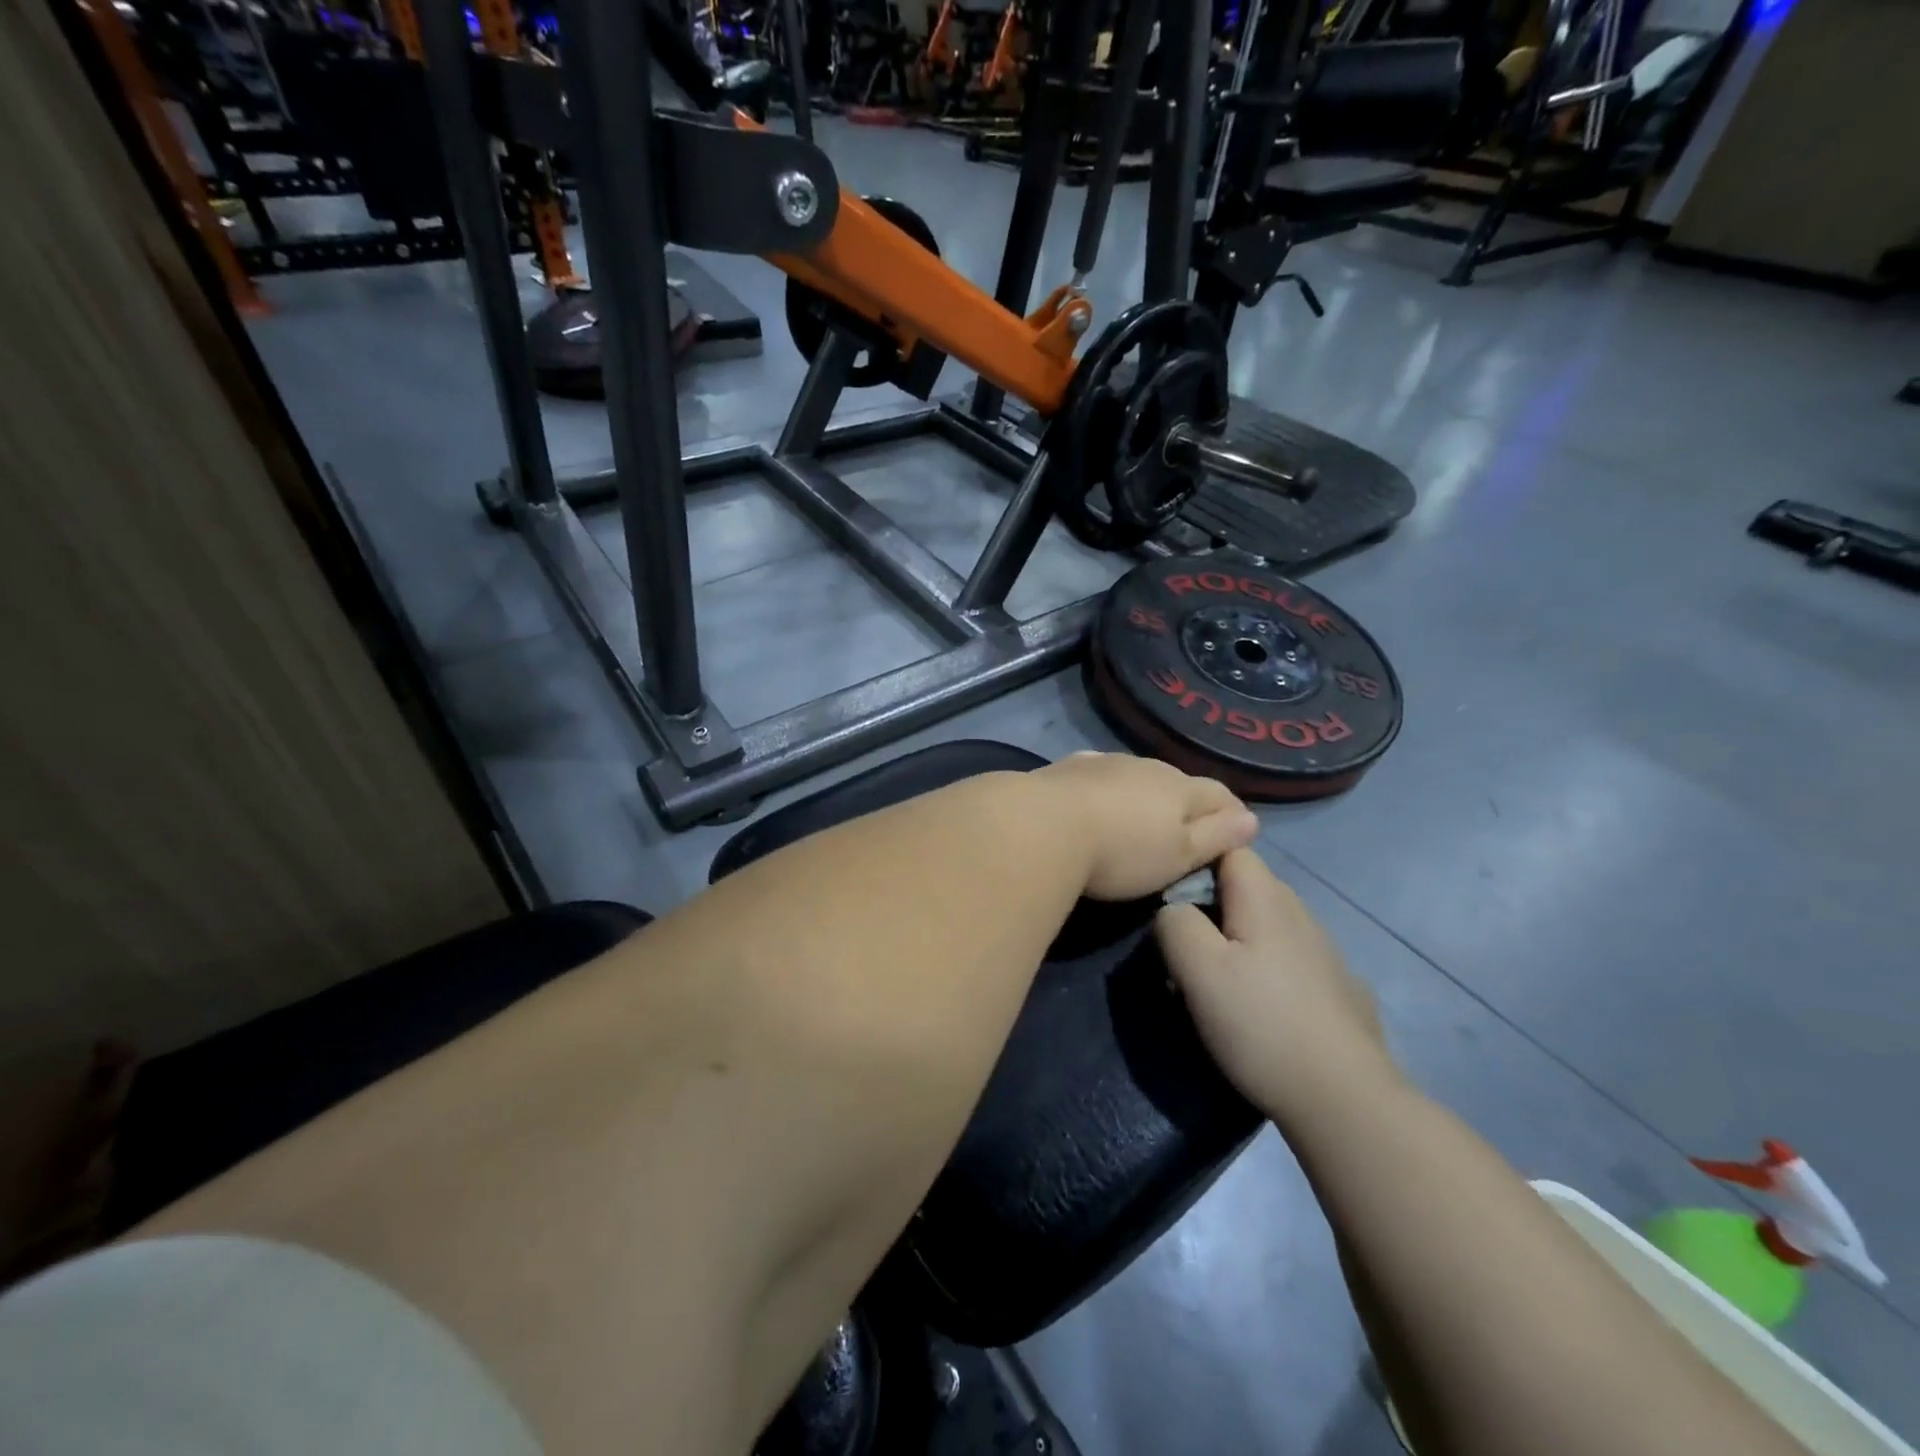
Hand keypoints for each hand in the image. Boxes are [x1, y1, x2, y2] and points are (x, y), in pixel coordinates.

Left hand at [1033, 752, 1257, 901]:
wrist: (1043, 825)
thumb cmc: (1122, 850)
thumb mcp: (1179, 855)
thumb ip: (1216, 837)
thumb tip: (1251, 820)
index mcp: (1180, 788)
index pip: (1219, 794)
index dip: (1231, 813)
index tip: (1234, 832)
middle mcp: (1146, 766)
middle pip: (1178, 781)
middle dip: (1187, 802)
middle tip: (1184, 830)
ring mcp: (1105, 763)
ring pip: (1137, 775)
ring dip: (1144, 793)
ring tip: (1138, 817)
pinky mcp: (1069, 768)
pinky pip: (1099, 774)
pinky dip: (1107, 787)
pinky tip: (1097, 796)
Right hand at [1155, 848, 1400, 1124]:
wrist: (1345, 1101)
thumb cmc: (1260, 1024)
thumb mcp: (1198, 969)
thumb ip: (1175, 922)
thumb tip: (1173, 909)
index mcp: (1267, 898)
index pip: (1229, 846)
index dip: (1195, 862)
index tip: (1172, 901)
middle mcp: (1301, 913)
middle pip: (1246, 886)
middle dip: (1211, 906)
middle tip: (1184, 950)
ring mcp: (1326, 951)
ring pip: (1267, 925)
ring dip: (1238, 941)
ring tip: (1216, 985)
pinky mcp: (1338, 988)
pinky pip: (1288, 960)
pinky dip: (1266, 970)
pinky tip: (1260, 1010)